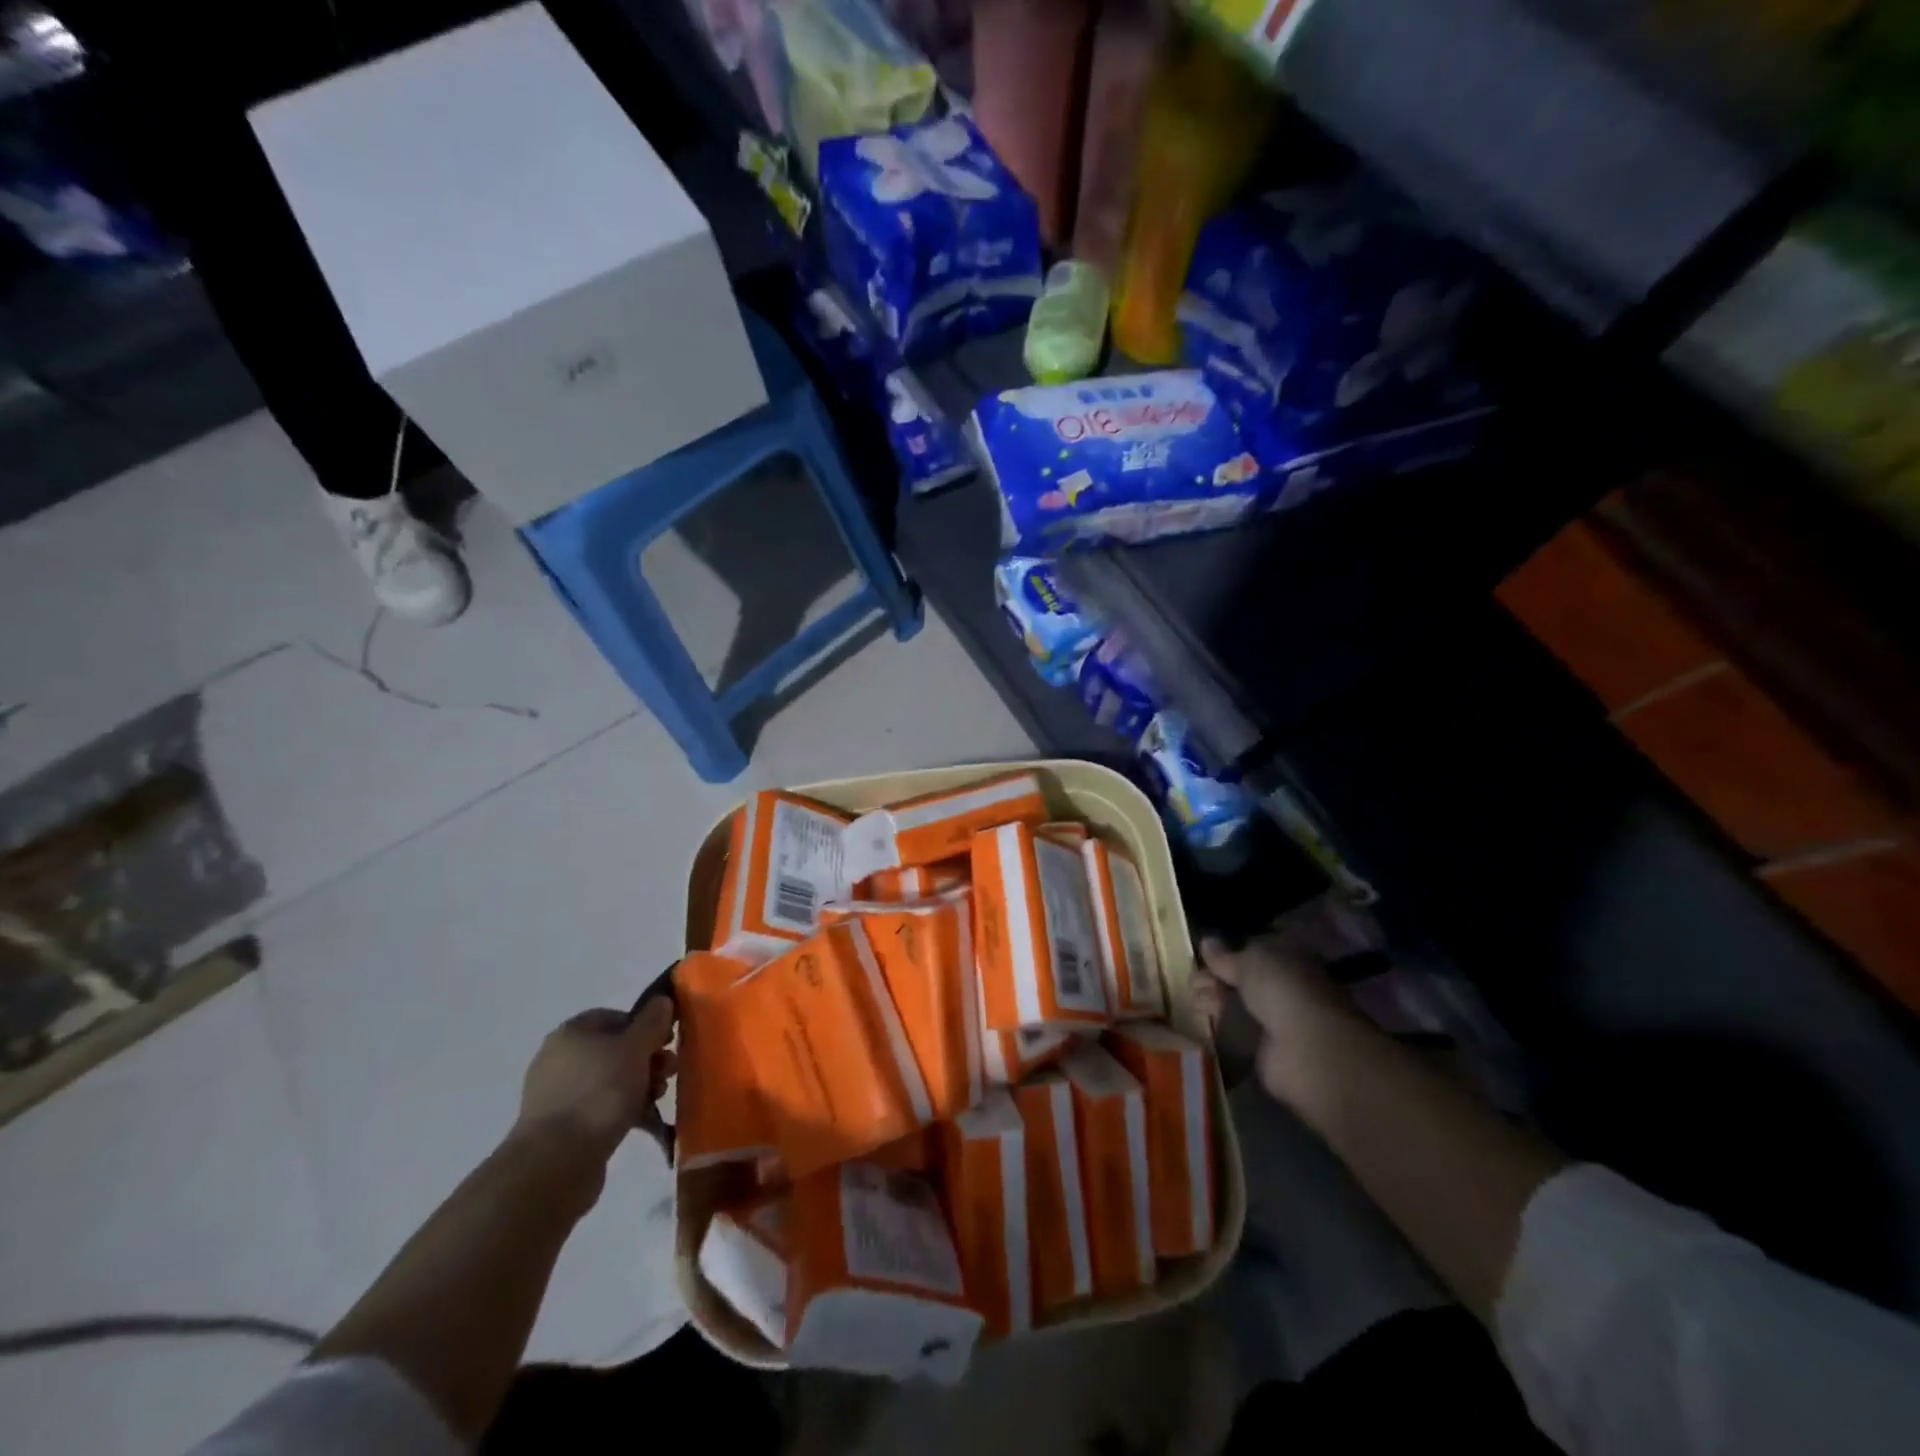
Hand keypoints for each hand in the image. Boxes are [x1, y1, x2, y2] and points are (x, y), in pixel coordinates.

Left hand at [513, 999, 674, 1161]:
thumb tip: (662, 1001)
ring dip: (640, 1085)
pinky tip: (642, 1121)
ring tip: (656, 1100)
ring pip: (612, 1080)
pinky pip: (601, 1108)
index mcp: (571, 1033)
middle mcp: (560, 1059)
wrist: (556, 1163)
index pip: (615, 1016)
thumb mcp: (635, 1048)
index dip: (645, 1025)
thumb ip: (652, 1022)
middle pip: (616, 1049)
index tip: (666, 1042)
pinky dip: (623, 1110)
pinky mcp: (563, 1127)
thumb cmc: (599, 1093)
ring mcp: (559, 1094)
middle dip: (648, 1059)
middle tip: (668, 1073)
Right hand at [1194, 895, 1377, 1105]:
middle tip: (1193, 982)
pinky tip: (1200, 1021)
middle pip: (1242, 979)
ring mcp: (1276, 1019)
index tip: (1202, 957)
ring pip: (1237, 1005)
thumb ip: (1225, 956)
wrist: (1305, 1048)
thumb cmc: (1281, 990)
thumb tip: (1207, 942)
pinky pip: (1236, 1032)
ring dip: (1214, 1001)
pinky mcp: (1265, 1049)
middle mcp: (1284, 986)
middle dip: (1215, 979)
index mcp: (1288, 957)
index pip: (1253, 950)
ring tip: (1194, 1001)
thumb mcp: (1249, 961)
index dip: (1227, 953)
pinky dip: (1218, 1028)